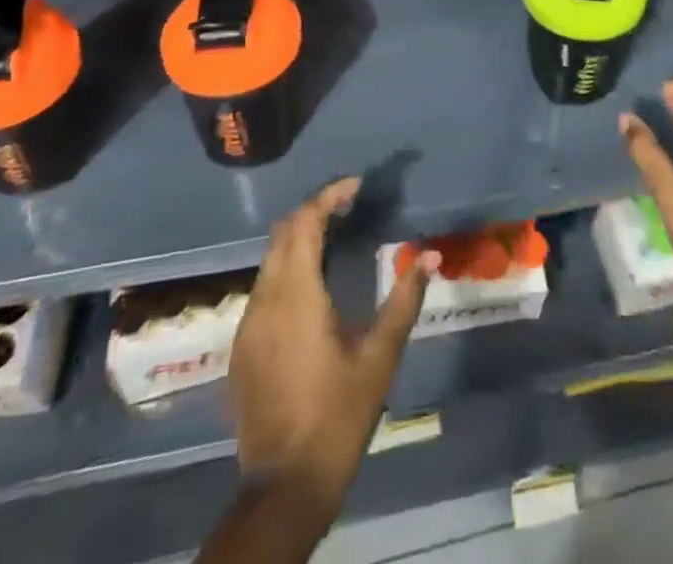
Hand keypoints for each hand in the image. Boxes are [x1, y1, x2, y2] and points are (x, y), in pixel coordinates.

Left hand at [229, 178, 439, 520]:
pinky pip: (263, 290)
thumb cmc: (337, 416)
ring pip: (269, 261)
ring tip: (334, 240)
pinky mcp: (242, 347)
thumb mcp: (379, 357)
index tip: (356, 186)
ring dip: (298, 241)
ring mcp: (248, 324)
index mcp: (296, 295)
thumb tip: (430, 255)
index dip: (328, 196)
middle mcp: (265, 300)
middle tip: (347, 207)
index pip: (304, 222)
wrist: (283, 487)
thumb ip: (403, 300)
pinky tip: (311, 290)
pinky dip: (287, 271)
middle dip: (313, 212)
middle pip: (283, 234)